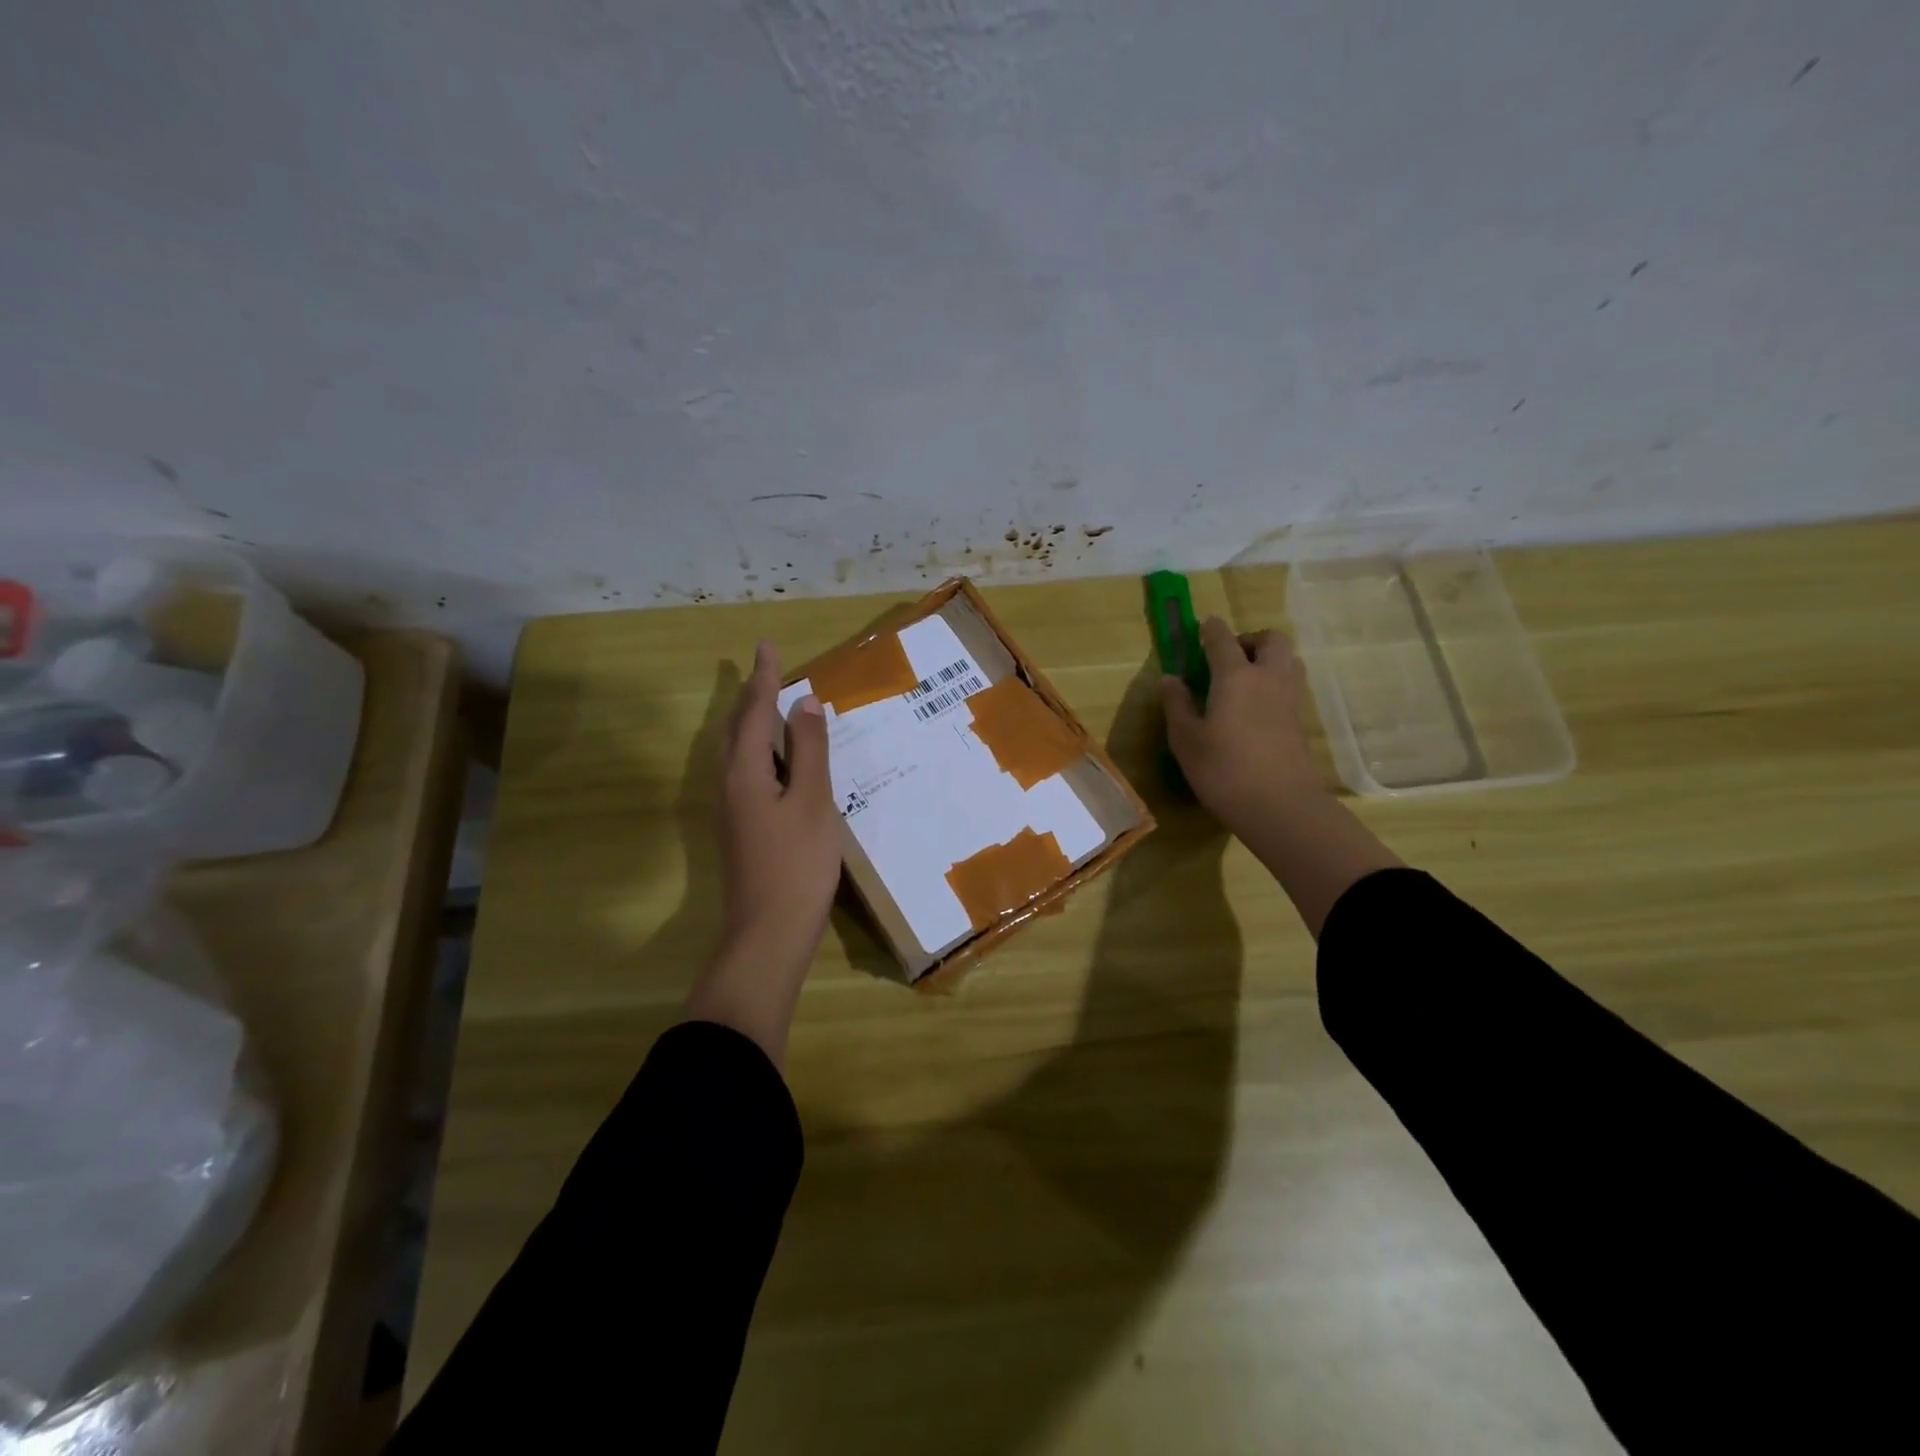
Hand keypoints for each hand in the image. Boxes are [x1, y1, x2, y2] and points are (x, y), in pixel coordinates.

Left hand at [686, 641, 840, 1064]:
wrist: (769, 933)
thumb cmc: (797, 864)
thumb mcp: (812, 802)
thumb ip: (810, 751)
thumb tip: (805, 703)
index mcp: (745, 772)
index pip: (755, 712)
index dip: (764, 678)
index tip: (767, 645)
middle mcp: (730, 784)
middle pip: (737, 728)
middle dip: (751, 696)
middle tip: (768, 669)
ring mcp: (732, 809)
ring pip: (739, 751)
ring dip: (753, 722)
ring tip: (773, 703)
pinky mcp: (741, 828)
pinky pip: (747, 772)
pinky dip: (761, 750)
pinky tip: (779, 760)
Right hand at [1160, 617, 1322, 833]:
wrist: (1281, 807)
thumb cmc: (1224, 770)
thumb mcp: (1186, 740)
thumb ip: (1177, 705)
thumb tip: (1170, 679)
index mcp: (1236, 677)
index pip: (1223, 639)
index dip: (1210, 629)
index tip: (1202, 626)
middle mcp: (1268, 678)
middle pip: (1271, 640)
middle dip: (1250, 639)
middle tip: (1228, 657)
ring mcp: (1289, 700)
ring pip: (1287, 660)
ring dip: (1267, 659)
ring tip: (1243, 680)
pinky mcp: (1300, 722)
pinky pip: (1290, 685)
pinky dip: (1274, 683)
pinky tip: (1254, 708)